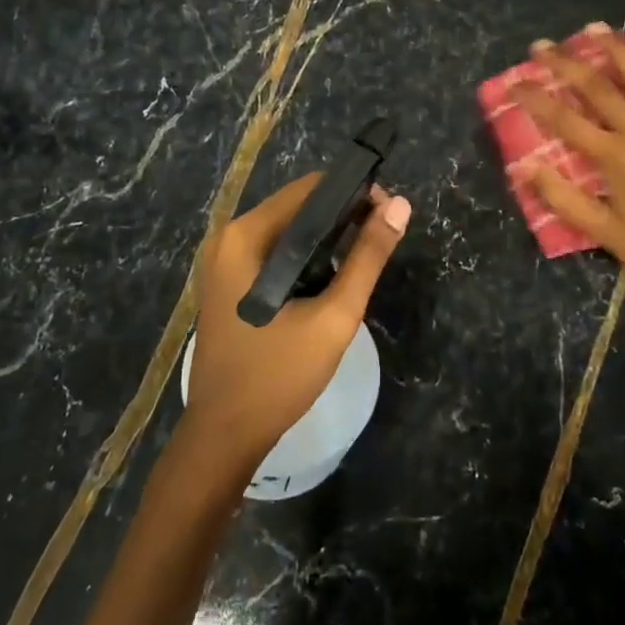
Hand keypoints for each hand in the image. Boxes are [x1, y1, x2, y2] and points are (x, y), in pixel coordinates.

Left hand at [185, 176, 411, 478]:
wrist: (225, 435)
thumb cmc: (279, 374)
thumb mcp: (334, 316)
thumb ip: (368, 258)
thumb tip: (401, 205)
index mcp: (245, 236)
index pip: (309, 189)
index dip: (354, 194)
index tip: (387, 216)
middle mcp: (228, 239)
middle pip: (297, 208)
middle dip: (342, 219)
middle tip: (379, 245)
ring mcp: (224, 263)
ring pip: (288, 233)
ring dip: (326, 241)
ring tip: (361, 265)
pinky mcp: (228, 284)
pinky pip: (275, 255)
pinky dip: (305, 260)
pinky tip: (330, 284)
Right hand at [516, 25, 624, 309]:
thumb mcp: (604, 233)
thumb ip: (563, 199)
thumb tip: (524, 167)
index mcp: (615, 158)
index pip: (565, 120)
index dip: (537, 98)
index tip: (515, 82)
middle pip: (600, 88)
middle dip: (567, 63)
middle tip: (543, 45)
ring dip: (616, 51)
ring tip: (596, 29)